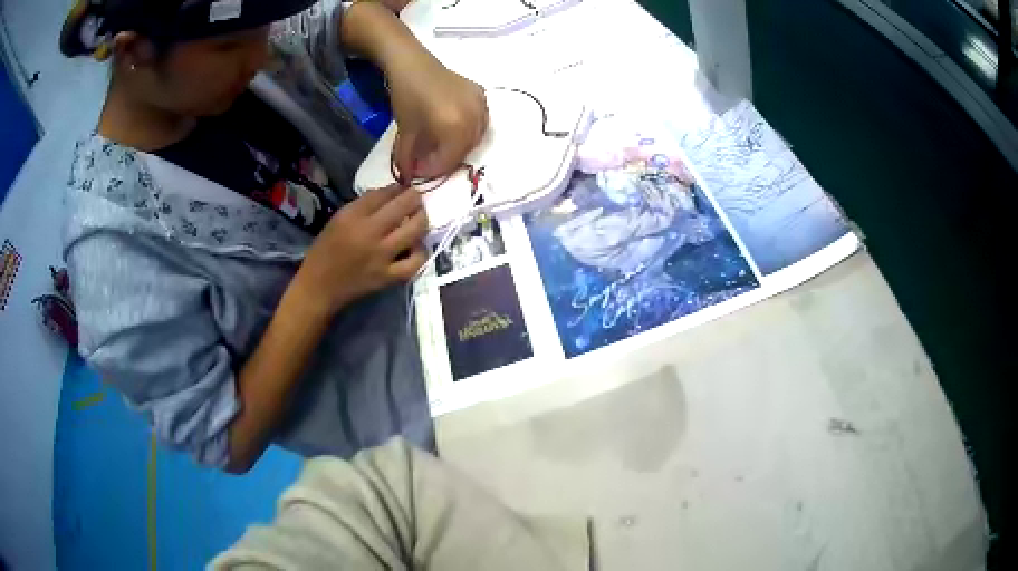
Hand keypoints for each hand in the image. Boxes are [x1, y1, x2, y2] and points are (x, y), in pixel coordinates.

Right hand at [294, 185, 427, 315]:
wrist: (319, 287)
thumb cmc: (326, 250)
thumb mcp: (339, 219)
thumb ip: (365, 205)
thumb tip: (392, 193)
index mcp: (352, 216)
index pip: (383, 193)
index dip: (398, 187)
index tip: (402, 188)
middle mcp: (369, 233)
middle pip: (403, 206)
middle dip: (414, 197)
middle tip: (415, 199)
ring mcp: (381, 256)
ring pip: (415, 230)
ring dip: (422, 220)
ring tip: (419, 218)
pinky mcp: (388, 277)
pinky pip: (414, 262)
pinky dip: (420, 252)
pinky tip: (416, 247)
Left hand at [388, 55, 487, 182]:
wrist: (413, 64)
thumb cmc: (406, 96)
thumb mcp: (405, 131)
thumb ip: (408, 159)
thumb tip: (410, 177)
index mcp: (455, 127)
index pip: (449, 160)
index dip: (433, 170)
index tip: (419, 171)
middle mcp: (473, 118)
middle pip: (464, 150)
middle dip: (446, 159)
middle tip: (429, 160)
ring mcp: (481, 105)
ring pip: (475, 137)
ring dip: (459, 146)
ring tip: (441, 146)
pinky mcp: (481, 95)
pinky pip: (481, 121)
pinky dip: (469, 129)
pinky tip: (454, 128)